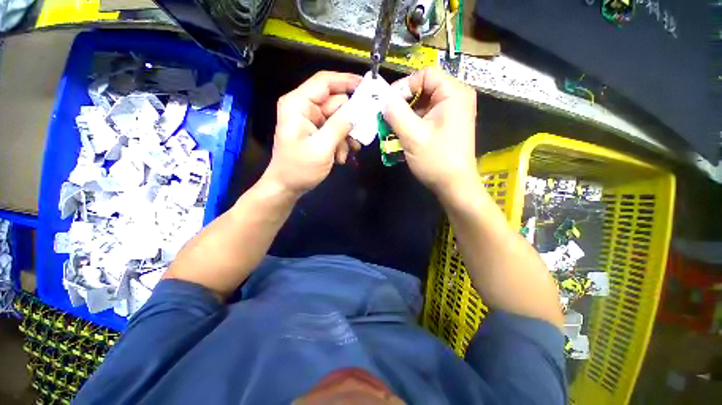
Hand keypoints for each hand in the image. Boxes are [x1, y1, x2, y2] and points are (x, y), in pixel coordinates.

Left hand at [262, 71, 361, 196]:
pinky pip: (337, 131)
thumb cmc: (299, 169)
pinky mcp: (318, 132)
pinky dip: (342, 143)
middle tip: (360, 134)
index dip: (347, 81)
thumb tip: (359, 109)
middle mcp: (305, 108)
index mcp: (298, 105)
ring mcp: (312, 121)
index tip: (368, 87)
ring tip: (347, 152)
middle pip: (336, 102)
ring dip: (346, 136)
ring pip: (340, 119)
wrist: (288, 187)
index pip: (324, 82)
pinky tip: (340, 157)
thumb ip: (340, 126)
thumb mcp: (322, 148)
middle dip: (350, 120)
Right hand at [383, 67, 477, 203]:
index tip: (388, 105)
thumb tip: (384, 99)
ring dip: (406, 116)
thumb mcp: (412, 136)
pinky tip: (404, 136)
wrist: (454, 186)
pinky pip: (427, 116)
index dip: (404, 86)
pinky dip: (413, 123)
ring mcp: (453, 112)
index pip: (424, 74)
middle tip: (388, 119)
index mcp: (453, 93)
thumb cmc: (436, 160)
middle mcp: (456, 98)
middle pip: (424, 88)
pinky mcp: (448, 125)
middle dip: (403, 104)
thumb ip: (395, 113)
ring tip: (393, 130)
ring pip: (423, 104)